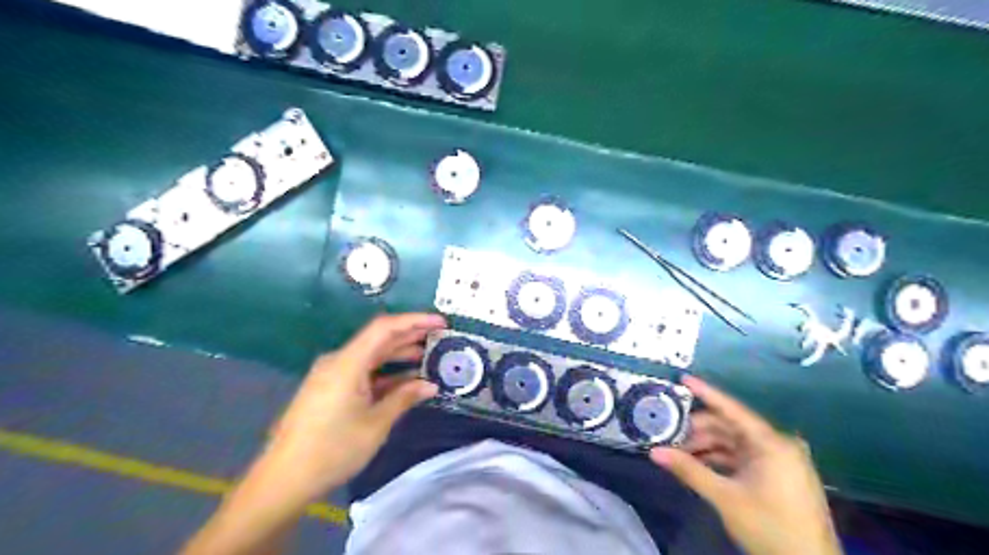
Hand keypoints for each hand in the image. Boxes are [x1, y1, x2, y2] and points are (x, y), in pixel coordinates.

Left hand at [182, 313, 445, 554]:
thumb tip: (430, 385)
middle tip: (439, 340)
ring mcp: (331, 375)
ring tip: (427, 359)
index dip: (415, 321)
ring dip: (398, 356)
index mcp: (348, 363)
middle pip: (378, 339)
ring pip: (371, 356)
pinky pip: (362, 372)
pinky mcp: (329, 389)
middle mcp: (338, 361)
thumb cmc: (333, 450)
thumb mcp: (376, 424)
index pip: (385, 328)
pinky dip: (384, 373)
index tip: (441, 323)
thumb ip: (404, 398)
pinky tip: (403, 381)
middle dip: (410, 337)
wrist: (284, 479)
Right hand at [651, 377, 841, 553]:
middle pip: (730, 426)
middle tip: (670, 432)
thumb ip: (689, 470)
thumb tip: (654, 452)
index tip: (683, 378)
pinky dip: (720, 458)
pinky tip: (698, 463)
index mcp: (772, 443)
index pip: (732, 409)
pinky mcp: (777, 474)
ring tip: (679, 451)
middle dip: (699, 429)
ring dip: (707, 445)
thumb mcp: (725, 497)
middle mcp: (777, 444)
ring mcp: (779, 460)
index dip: (706, 392)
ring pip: (735, 442)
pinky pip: (743, 456)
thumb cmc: (770, 527)